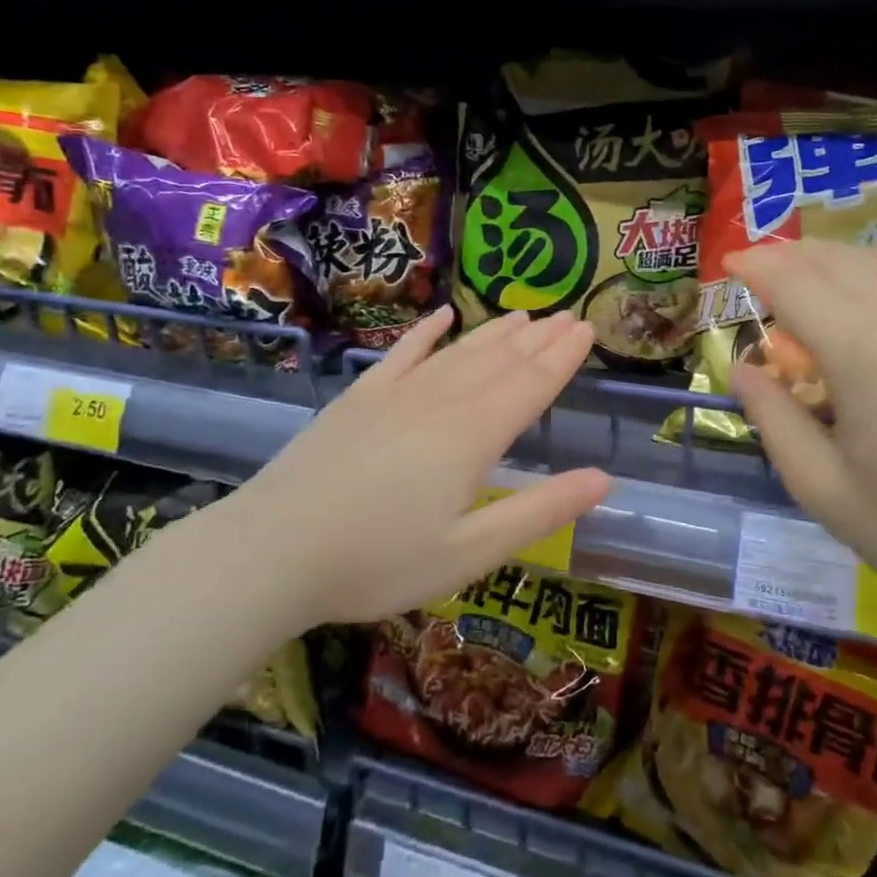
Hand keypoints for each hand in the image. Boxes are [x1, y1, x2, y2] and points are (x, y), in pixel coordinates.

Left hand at [228, 307, 610, 627]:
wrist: (273, 551)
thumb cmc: (378, 562)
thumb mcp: (470, 553)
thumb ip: (539, 512)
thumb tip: (603, 479)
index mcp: (472, 437)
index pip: (530, 385)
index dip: (562, 358)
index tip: (587, 329)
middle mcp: (439, 402)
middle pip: (499, 361)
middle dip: (538, 338)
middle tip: (567, 314)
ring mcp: (395, 394)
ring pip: (457, 352)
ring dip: (494, 332)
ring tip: (524, 314)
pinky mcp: (358, 399)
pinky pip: (401, 354)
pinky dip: (425, 333)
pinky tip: (441, 317)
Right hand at [727, 240, 876, 637]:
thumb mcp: (828, 492)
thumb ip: (776, 422)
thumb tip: (745, 370)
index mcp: (864, 356)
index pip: (796, 286)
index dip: (757, 267)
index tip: (729, 264)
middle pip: (839, 263)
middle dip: (791, 254)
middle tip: (760, 264)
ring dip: (836, 258)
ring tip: (808, 270)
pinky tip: (875, 292)